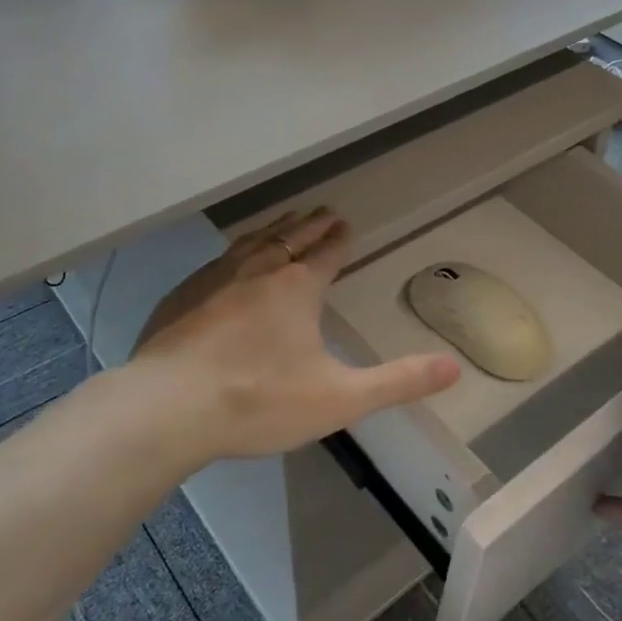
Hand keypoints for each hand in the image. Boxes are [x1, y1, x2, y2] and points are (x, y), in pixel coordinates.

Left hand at [130, 208, 460, 465]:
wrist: (167, 408)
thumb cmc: (258, 401)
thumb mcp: (339, 399)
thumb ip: (398, 382)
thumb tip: (454, 367)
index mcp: (296, 288)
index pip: (326, 253)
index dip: (340, 240)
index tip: (347, 226)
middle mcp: (257, 270)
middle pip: (291, 238)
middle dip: (310, 225)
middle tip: (323, 212)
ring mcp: (214, 278)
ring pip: (252, 241)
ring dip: (274, 228)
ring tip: (285, 221)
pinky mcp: (181, 295)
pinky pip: (218, 260)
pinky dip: (236, 250)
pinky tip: (229, 261)